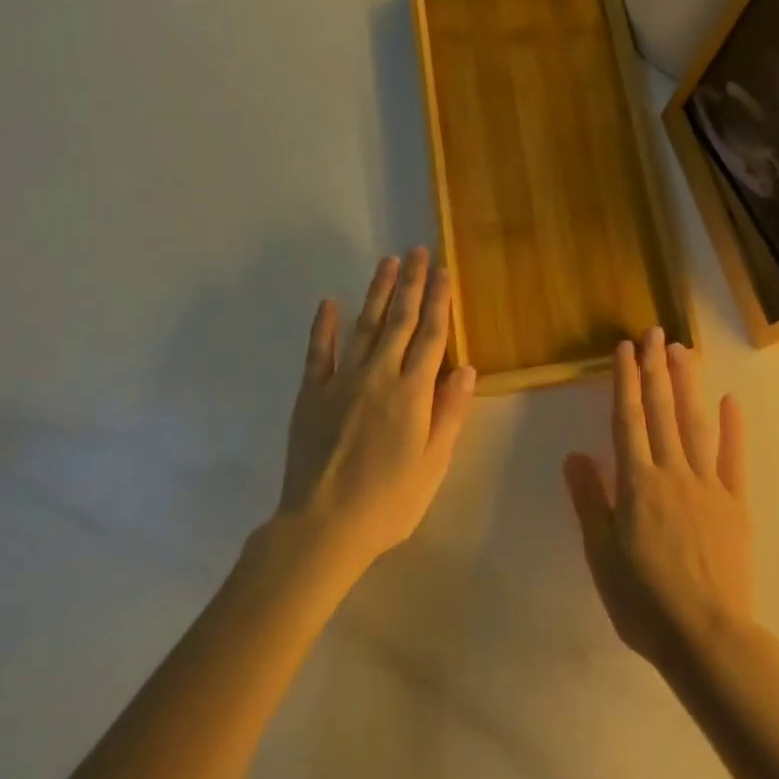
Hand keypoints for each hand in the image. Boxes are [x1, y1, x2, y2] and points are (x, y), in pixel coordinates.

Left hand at [277, 249, 475, 576]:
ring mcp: (342, 381)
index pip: (431, 336)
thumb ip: (449, 412)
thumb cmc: (389, 501)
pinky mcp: (312, 394)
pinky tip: (330, 302)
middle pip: (400, 320)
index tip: (443, 271)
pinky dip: (324, 326)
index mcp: (412, 392)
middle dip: (412, 283)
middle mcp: (379, 376)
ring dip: (378, 292)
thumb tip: (467, 367)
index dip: (439, 301)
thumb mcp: (434, 463)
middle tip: (418, 251)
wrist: (322, 527)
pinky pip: (319, 352)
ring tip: (388, 262)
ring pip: (365, 326)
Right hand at [564, 328, 752, 677]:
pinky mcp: (735, 503)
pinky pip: (733, 458)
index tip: (625, 347)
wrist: (707, 637)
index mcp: (638, 484)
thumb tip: (575, 454)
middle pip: (662, 411)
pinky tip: (730, 400)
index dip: (626, 381)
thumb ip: (590, 501)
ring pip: (695, 424)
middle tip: (655, 332)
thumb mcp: (602, 555)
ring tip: (683, 350)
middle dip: (656, 369)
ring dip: (688, 384)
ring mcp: (708, 485)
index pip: (629, 419)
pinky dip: (732, 428)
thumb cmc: (644, 601)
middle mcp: (673, 473)